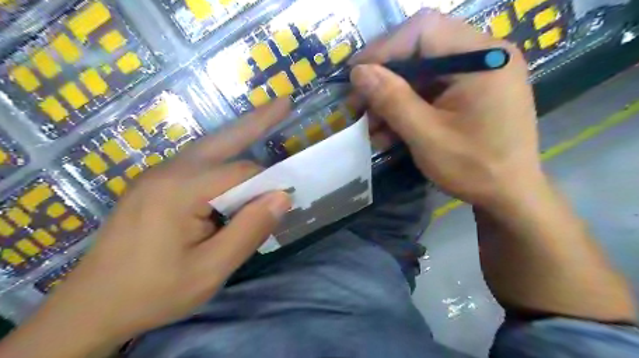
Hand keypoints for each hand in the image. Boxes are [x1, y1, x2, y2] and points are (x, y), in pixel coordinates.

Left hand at [0, 101, 292, 357]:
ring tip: (267, 119)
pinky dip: (223, 155)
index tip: (285, 199)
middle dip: (256, 121)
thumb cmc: (154, 292)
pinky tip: (235, 157)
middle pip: (222, 140)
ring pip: (209, 147)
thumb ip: (249, 230)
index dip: (267, 183)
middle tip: (284, 103)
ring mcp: (158, 175)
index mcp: (180, 190)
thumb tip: (282, 197)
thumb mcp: (210, 270)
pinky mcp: (155, 185)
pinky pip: (197, 162)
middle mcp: (168, 172)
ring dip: (239, 135)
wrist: (91, 308)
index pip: (240, 172)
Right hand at [351, 11, 540, 205]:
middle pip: (421, 50)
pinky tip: (389, 132)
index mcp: (483, 58)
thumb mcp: (427, 136)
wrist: (510, 196)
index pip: (424, 30)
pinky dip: (407, 108)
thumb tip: (358, 72)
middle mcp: (484, 55)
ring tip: (370, 126)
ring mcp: (478, 74)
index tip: (355, 75)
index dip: (383, 49)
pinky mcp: (470, 92)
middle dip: (384, 79)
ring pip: (421, 74)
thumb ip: (392, 100)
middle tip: (357, 104)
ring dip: (392, 99)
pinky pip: (431, 91)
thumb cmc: (475, 168)